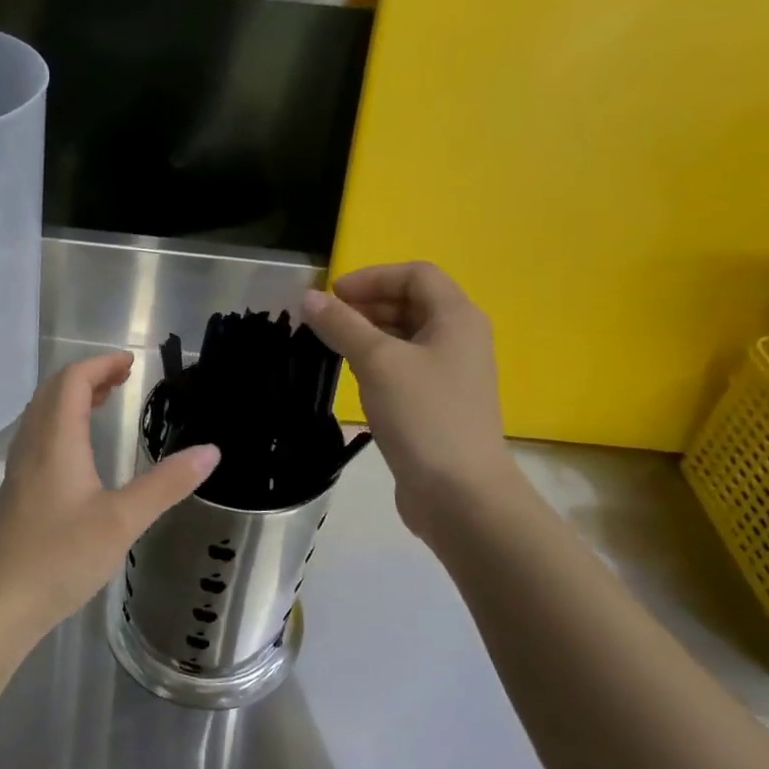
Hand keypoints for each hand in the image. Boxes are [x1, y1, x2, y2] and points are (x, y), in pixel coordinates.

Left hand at [0, 352, 219, 640]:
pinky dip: (61, 426)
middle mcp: (31, 447)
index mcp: (55, 441)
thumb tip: (210, 451)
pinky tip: (77, 455)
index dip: (100, 365)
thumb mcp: (122, 522)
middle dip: (87, 377)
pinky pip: (37, 439)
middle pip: (52, 392)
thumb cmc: (58, 558)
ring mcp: (18, 471)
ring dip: (71, 400)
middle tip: (122, 379)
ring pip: (41, 416)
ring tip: (103, 404)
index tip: (131, 363)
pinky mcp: (15, 495)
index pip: (72, 381)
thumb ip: (166, 484)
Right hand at [301, 263, 515, 534]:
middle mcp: (459, 339)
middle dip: (367, 304)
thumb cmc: (423, 415)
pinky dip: (377, 362)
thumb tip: (309, 296)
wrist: (459, 493)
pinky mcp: (438, 404)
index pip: (415, 274)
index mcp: (457, 318)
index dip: (372, 277)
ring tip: (331, 346)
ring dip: (369, 333)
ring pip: (406, 337)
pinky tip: (352, 377)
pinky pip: (404, 367)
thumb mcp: (377, 362)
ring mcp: (451, 374)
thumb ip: (342, 325)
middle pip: (411, 303)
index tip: (332, 295)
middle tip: (325, 320)